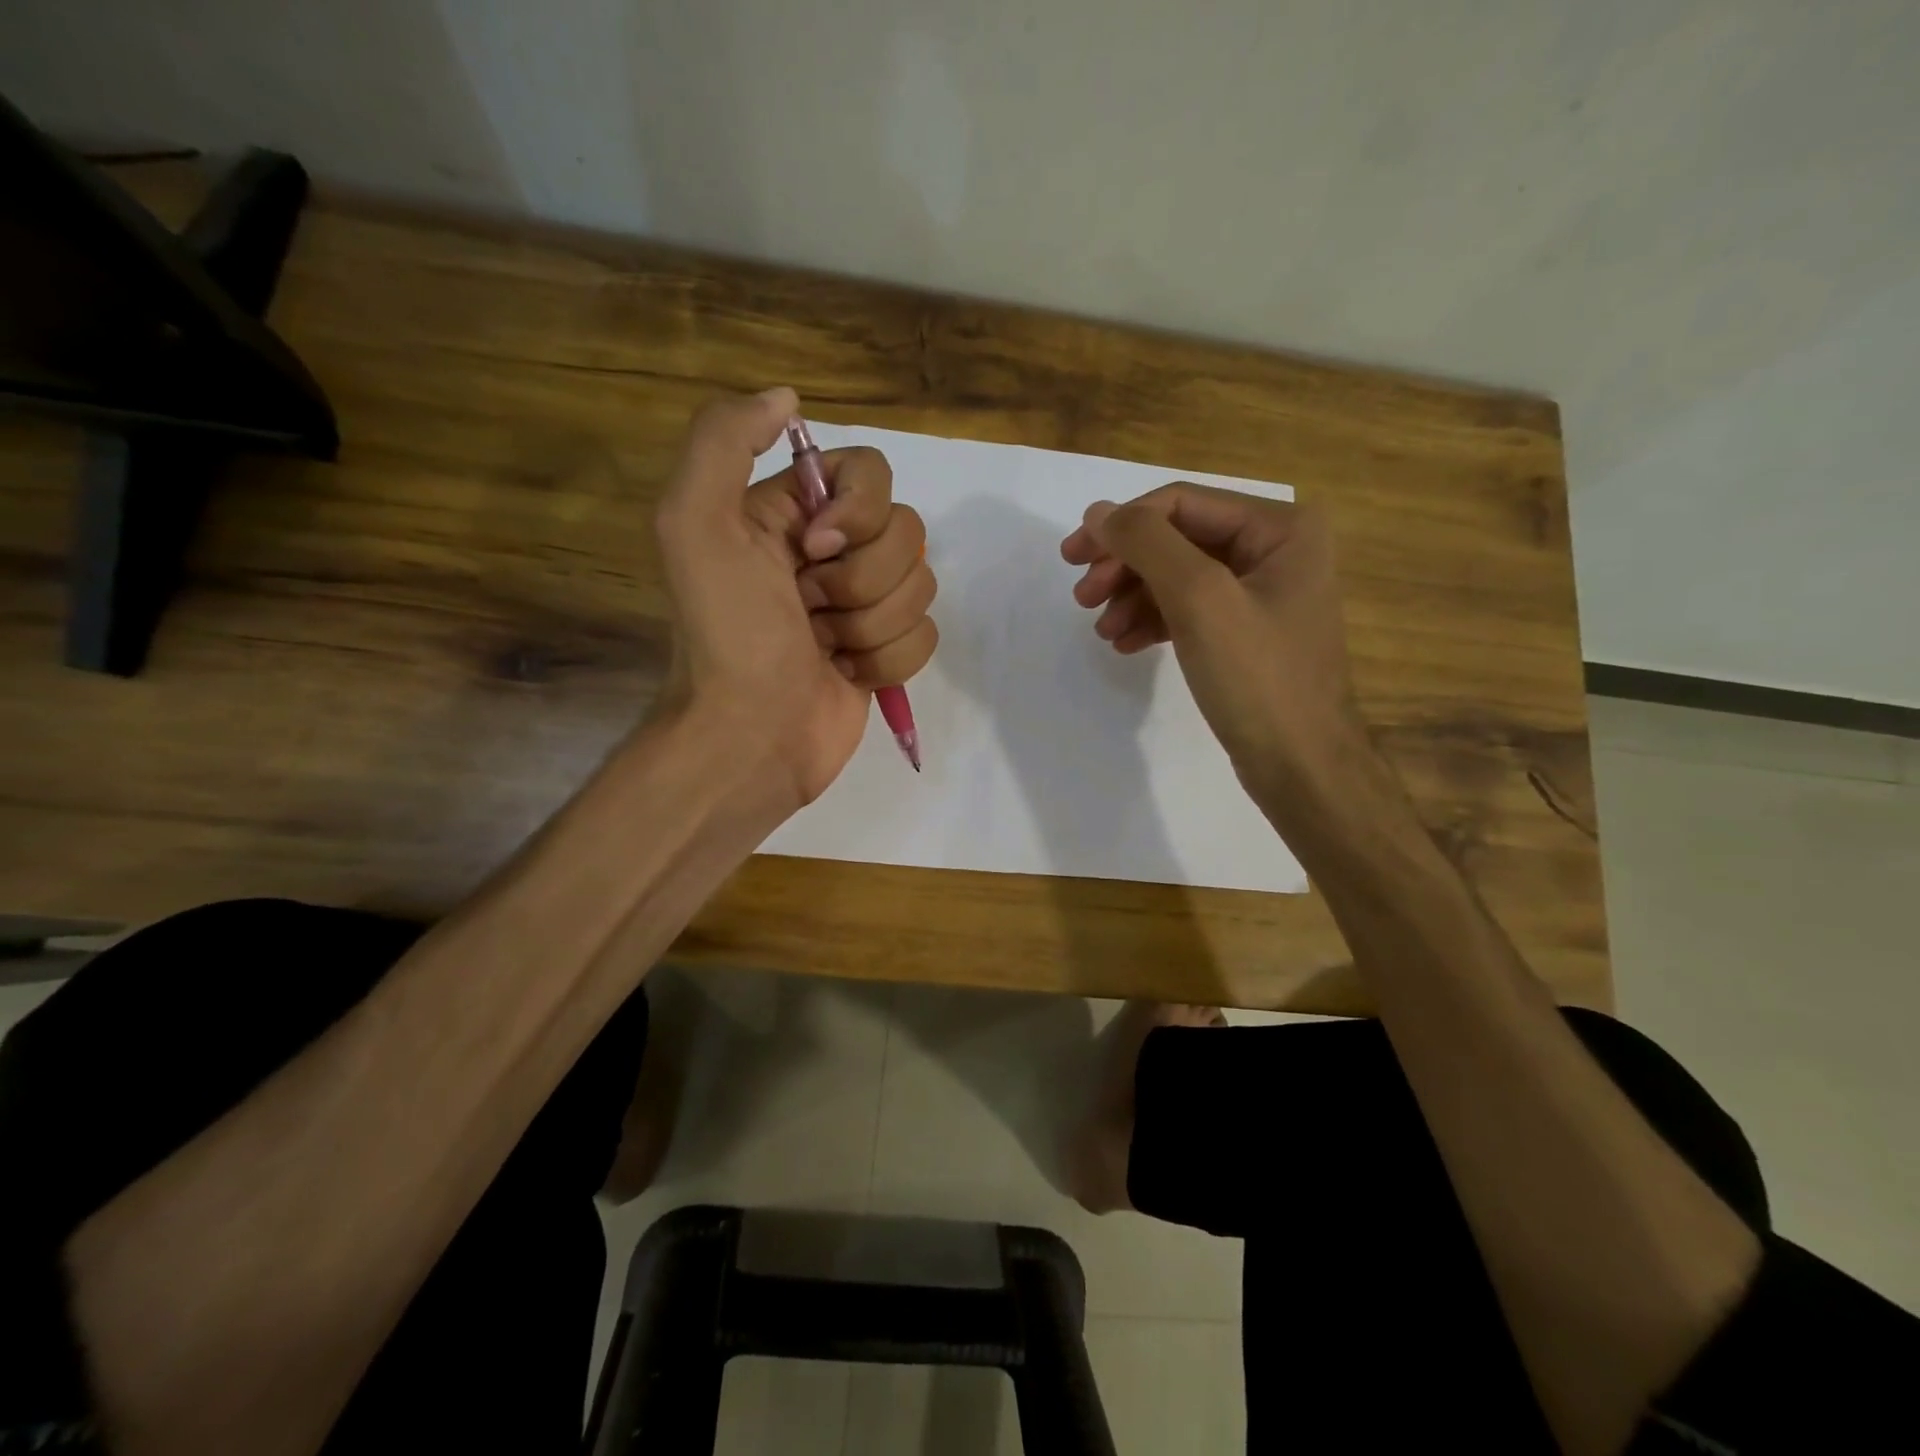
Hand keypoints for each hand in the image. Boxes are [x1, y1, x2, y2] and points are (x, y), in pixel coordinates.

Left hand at [655, 388, 937, 811]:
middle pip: (906, 532)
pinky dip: (887, 660)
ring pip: (921, 586)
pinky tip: (845, 674)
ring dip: (870, 625)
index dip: (858, 512)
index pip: (871, 473)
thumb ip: (725, 440)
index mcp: (791, 513)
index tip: (814, 551)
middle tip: (809, 611)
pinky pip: (926, 635)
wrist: (750, 737)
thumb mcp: (695, 524)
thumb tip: (789, 398)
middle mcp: (831, 551)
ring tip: (824, 649)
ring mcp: (862, 605)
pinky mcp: (885, 651)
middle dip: (861, 581)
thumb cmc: (727, 635)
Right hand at [1060, 484, 1361, 801]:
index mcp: (1281, 527)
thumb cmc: (1257, 678)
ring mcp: (1262, 592)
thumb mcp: (1199, 600)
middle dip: (1126, 565)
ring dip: (1133, 597)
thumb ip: (1147, 545)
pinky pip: (1189, 609)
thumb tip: (1099, 512)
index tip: (1073, 558)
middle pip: (1178, 539)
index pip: (1182, 503)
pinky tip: (1126, 643)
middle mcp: (1276, 549)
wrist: (1300, 767)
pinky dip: (1153, 620)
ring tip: (1103, 630)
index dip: (1122, 525)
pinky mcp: (1246, 631)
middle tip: (1081, 597)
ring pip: (1178, 576)